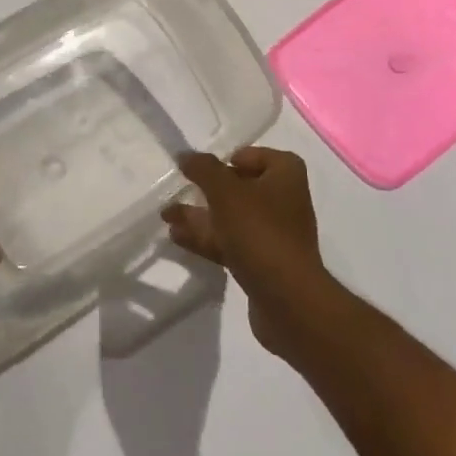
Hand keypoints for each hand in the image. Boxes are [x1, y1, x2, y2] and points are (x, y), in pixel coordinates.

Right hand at [162, 147, 336, 357]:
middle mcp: (284, 200)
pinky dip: (207, 237)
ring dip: (201, 215)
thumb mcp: (225, 191)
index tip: (206, 168)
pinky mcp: (264, 262)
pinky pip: (231, 242)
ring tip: (167, 215)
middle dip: (207, 190)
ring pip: (232, 217)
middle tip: (180, 189)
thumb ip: (203, 169)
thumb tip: (185, 154)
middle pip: (241, 187)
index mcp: (285, 175)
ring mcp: (274, 234)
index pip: (258, 156)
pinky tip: (177, 236)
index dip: (232, 158)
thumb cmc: (259, 231)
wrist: (288, 300)